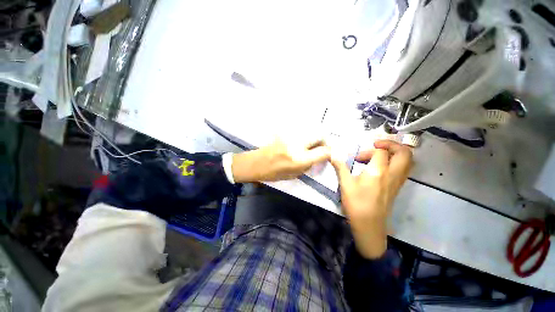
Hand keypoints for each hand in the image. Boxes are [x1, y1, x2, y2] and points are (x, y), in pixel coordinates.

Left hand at [231, 138, 330, 182]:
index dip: (329, 153)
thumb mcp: (294, 175)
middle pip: (319, 135)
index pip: (323, 151)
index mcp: (299, 159)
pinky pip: (300, 132)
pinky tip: (299, 143)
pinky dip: (304, 137)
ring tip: (309, 146)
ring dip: (314, 138)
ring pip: (310, 131)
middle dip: (324, 141)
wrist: (256, 163)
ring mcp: (290, 137)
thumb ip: (308, 165)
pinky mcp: (284, 132)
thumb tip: (318, 158)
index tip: (328, 155)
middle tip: (320, 148)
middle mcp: (297, 145)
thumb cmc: (273, 174)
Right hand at [331, 140, 412, 258]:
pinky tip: (380, 168)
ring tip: (378, 156)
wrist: (369, 225)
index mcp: (378, 171)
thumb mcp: (345, 184)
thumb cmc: (356, 204)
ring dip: (395, 153)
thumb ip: (340, 167)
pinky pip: (403, 169)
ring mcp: (397, 181)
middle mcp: (392, 174)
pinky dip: (395, 162)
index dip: (368, 150)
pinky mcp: (397, 187)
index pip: (380, 151)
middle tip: (377, 146)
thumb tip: (332, 155)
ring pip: (407, 161)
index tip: (357, 158)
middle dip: (392, 144)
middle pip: (404, 152)